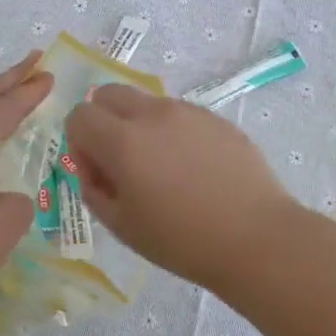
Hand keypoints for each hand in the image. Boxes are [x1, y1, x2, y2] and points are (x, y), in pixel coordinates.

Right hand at [64, 85, 299, 292]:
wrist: (255, 238)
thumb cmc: (181, 241)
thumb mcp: (122, 226)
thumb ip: (94, 190)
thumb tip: (93, 168)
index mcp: (123, 141)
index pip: (80, 116)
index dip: (79, 143)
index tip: (97, 173)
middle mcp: (153, 115)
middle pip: (109, 93)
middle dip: (103, 120)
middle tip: (120, 160)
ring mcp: (188, 112)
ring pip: (147, 102)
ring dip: (139, 125)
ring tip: (163, 169)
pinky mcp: (216, 119)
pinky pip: (180, 115)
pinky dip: (172, 132)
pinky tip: (194, 170)